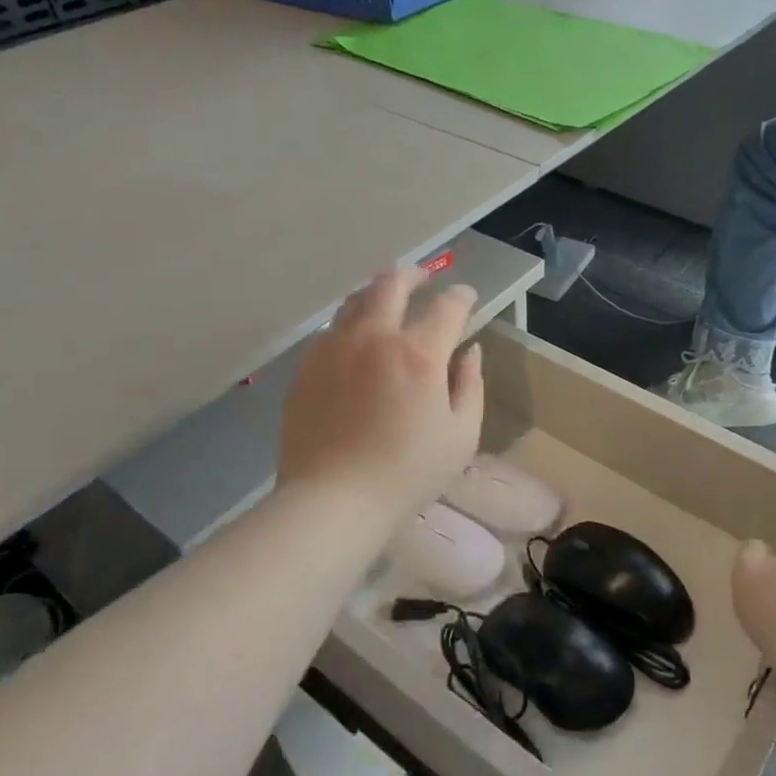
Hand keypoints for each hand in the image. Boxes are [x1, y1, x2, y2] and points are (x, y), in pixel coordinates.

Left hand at [277, 268, 484, 521]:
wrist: (332, 501)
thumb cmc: (407, 473)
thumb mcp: (461, 435)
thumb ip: (470, 385)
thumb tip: (469, 351)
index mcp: (418, 352)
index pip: (446, 306)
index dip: (462, 296)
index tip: (467, 297)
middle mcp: (374, 337)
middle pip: (391, 284)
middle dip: (413, 274)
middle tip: (424, 277)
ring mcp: (333, 349)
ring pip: (355, 302)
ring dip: (377, 294)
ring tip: (387, 302)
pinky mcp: (306, 369)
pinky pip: (331, 332)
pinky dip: (351, 325)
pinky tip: (356, 343)